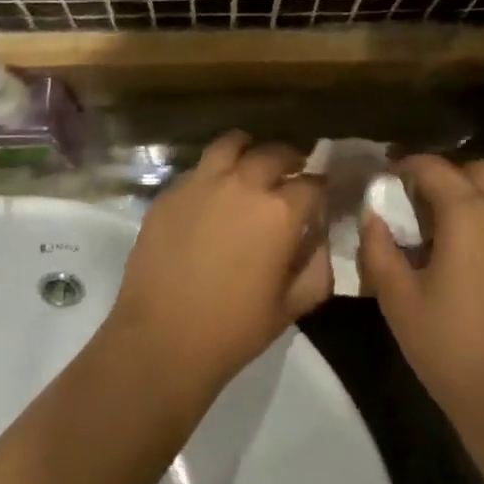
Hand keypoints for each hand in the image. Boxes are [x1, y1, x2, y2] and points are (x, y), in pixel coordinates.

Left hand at [109, 132, 330, 398]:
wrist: (161, 340)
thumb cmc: (234, 329)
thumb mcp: (292, 306)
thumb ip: (317, 268)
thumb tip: (318, 240)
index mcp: (280, 211)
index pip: (314, 184)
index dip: (321, 192)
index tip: (319, 203)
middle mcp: (244, 184)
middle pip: (276, 153)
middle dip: (290, 162)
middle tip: (290, 177)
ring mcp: (202, 182)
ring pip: (232, 144)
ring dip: (248, 150)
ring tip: (250, 166)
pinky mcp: (171, 192)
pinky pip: (199, 168)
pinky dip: (214, 172)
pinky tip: (213, 194)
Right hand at [359, 156, 483, 447]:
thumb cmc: (455, 350)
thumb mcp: (400, 302)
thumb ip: (379, 251)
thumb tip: (372, 215)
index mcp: (468, 213)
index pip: (433, 168)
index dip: (405, 167)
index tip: (384, 181)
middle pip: (475, 169)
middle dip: (443, 175)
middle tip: (415, 201)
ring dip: (475, 188)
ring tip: (447, 219)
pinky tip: (475, 244)